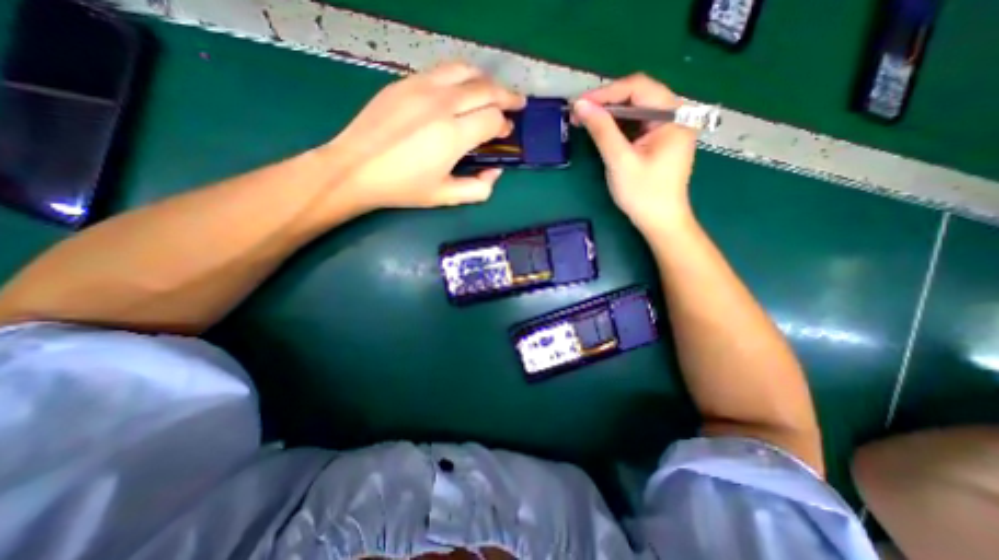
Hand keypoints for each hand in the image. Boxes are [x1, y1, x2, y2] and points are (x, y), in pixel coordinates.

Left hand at [321, 62, 524, 212]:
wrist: (356, 168)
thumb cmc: (403, 187)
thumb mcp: (445, 196)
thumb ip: (478, 188)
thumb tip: (495, 172)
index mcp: (453, 135)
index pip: (493, 118)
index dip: (504, 125)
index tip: (505, 133)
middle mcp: (442, 104)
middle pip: (486, 89)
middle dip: (507, 96)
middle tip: (516, 104)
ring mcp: (421, 87)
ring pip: (465, 71)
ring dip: (486, 80)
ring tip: (493, 91)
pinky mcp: (405, 82)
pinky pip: (442, 71)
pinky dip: (461, 77)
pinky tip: (461, 89)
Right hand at [575, 72, 695, 233]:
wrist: (660, 222)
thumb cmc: (643, 194)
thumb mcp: (620, 161)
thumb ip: (602, 131)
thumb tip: (580, 105)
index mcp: (673, 116)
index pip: (638, 88)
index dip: (606, 93)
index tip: (579, 104)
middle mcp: (675, 115)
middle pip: (638, 96)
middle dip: (606, 103)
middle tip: (579, 114)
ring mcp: (668, 128)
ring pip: (635, 110)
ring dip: (610, 115)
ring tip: (585, 122)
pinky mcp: (660, 140)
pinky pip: (637, 124)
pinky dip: (617, 127)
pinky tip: (602, 132)